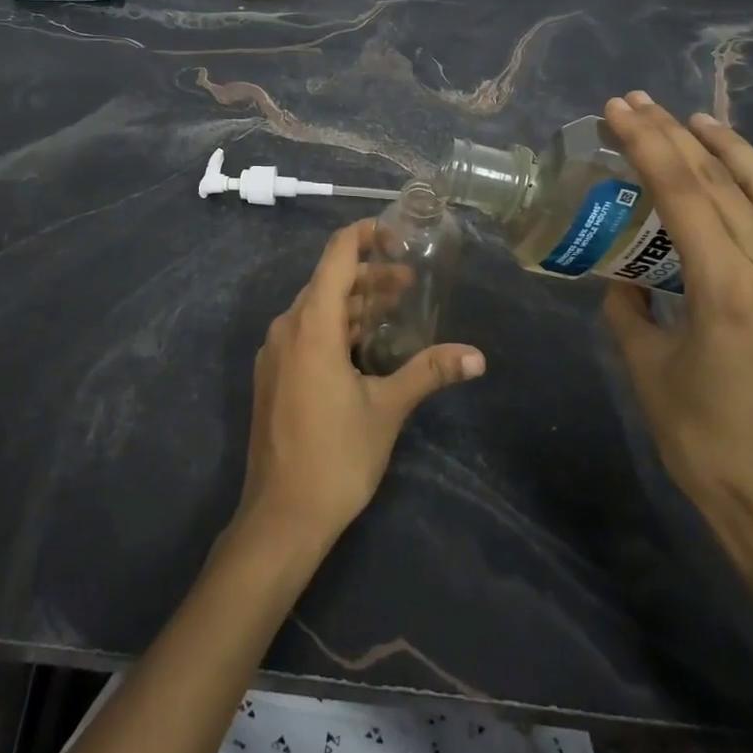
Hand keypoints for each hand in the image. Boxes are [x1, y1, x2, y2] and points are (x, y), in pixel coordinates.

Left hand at [238, 219, 485, 553]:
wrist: (280, 518)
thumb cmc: (336, 456)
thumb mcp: (387, 409)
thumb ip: (429, 372)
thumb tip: (478, 356)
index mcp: (312, 324)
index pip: (336, 255)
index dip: (364, 235)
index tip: (397, 234)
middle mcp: (287, 328)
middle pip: (329, 281)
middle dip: (369, 275)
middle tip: (410, 282)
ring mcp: (276, 352)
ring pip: (317, 309)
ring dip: (354, 304)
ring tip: (394, 310)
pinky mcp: (274, 375)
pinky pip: (306, 333)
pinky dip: (336, 327)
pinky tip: (364, 346)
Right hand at [600, 92, 752, 553]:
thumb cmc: (699, 436)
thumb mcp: (643, 365)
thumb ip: (628, 309)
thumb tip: (625, 280)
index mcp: (724, 287)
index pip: (682, 192)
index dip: (647, 143)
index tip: (618, 110)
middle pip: (725, 183)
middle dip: (678, 136)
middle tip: (641, 104)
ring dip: (737, 152)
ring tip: (700, 123)